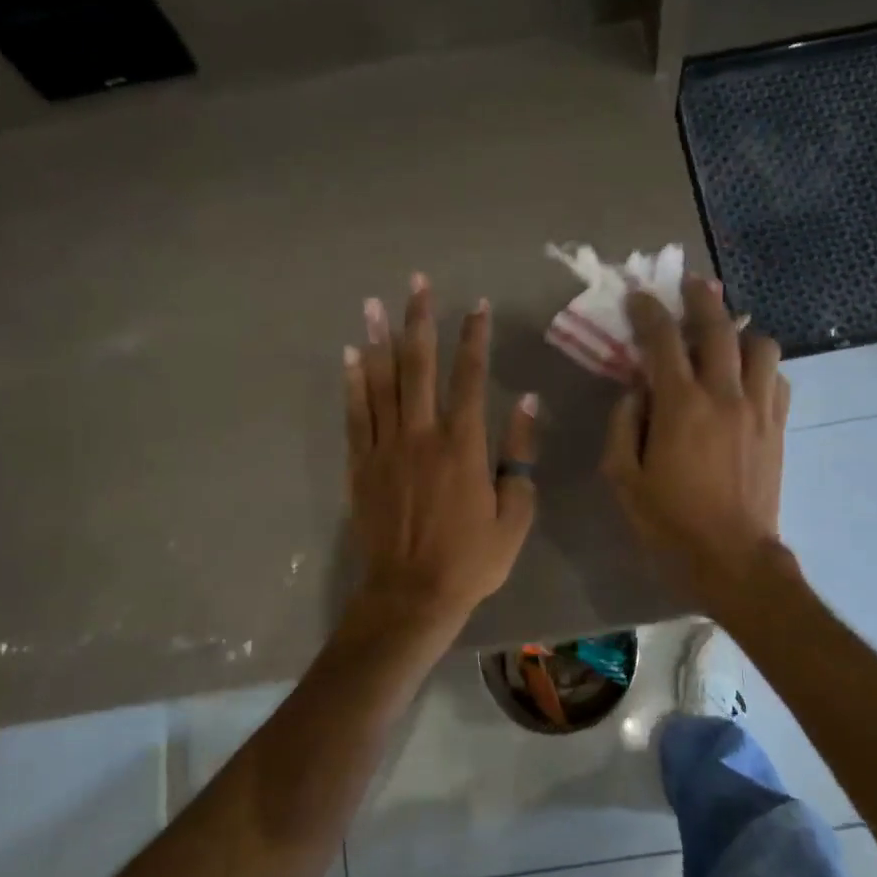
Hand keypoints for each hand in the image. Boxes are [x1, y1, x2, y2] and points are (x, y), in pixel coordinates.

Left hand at [344, 274, 538, 629]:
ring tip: (373, 303)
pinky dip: (352, 383)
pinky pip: (355, 415)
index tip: (476, 305)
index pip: (470, 377)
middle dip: (420, 320)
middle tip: (415, 282)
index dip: (474, 337)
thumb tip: (526, 401)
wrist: (412, 594)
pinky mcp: (360, 466)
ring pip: (380, 383)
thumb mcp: (515, 514)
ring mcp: (385, 448)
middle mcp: (421, 435)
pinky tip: (350, 356)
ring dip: (378, 340)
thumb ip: (520, 454)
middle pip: (419, 366)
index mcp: (464, 445)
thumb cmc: (471, 560)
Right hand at [601, 276, 790, 611]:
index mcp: (680, 406)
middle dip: (700, 298)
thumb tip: (633, 391)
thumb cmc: (669, 522)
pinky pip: (778, 378)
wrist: (731, 558)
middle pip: (718, 327)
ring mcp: (758, 408)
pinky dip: (761, 366)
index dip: (648, 311)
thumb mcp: (623, 478)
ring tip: (724, 338)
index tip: (638, 298)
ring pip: (760, 345)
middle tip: (689, 285)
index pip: (662, 340)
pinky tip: (746, 378)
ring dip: (739, 332)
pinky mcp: (778, 426)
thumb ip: (622, 425)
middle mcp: (724, 394)